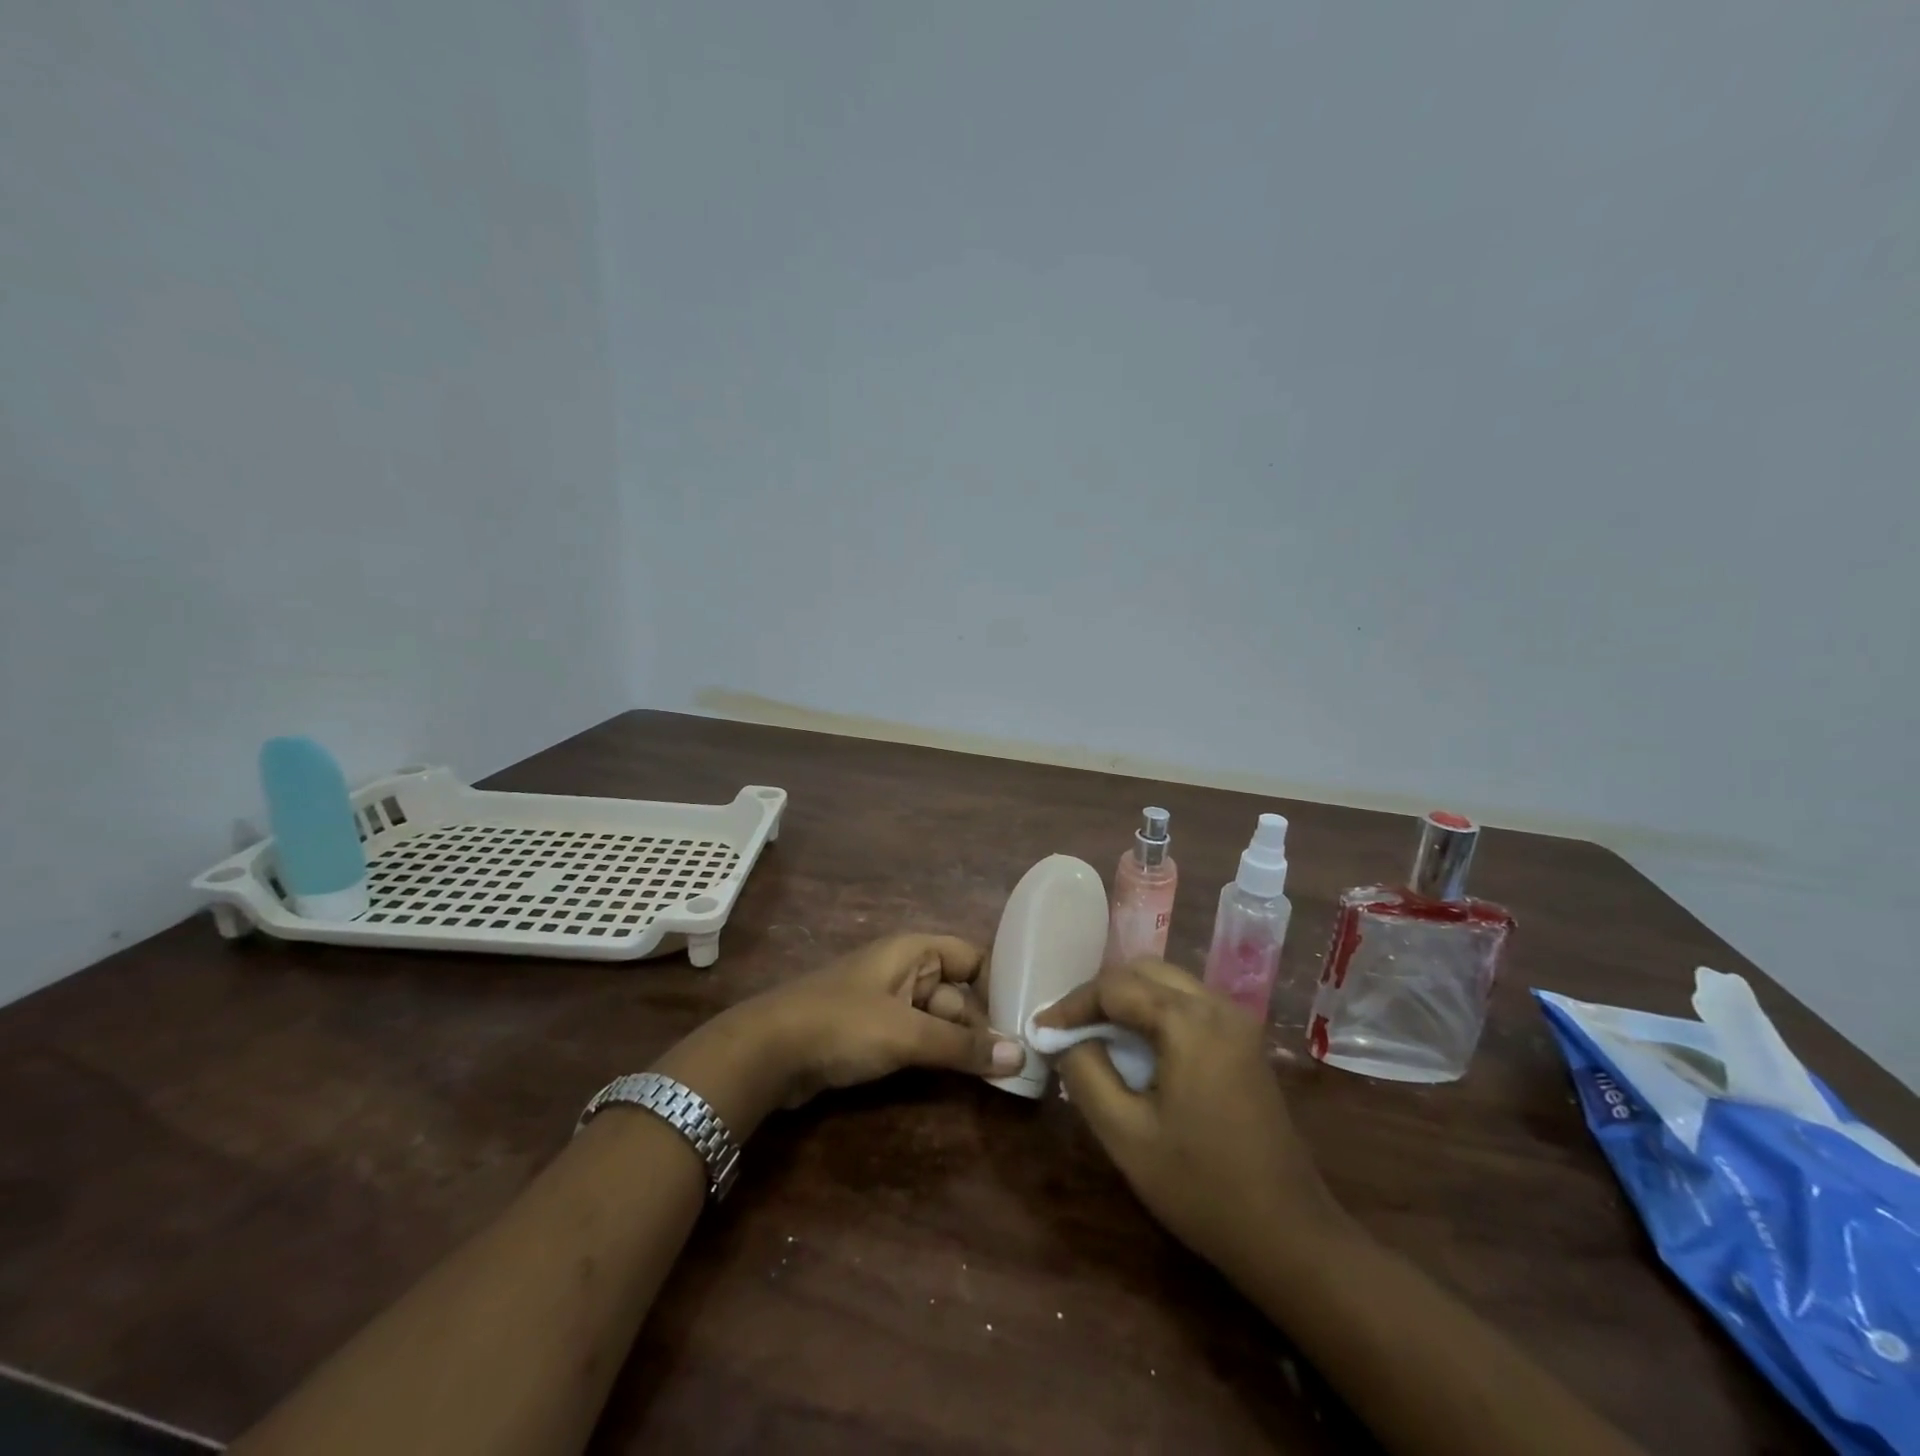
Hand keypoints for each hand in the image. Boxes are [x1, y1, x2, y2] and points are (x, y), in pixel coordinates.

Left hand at [720, 934, 1025, 1108]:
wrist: (767, 1052)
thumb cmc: (841, 1025)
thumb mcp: (906, 1033)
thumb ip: (961, 1046)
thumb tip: (1019, 1056)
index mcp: (914, 951)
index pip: (972, 957)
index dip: (999, 983)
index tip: (1028, 1019)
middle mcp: (905, 970)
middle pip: (958, 993)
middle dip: (983, 1025)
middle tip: (1020, 1064)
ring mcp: (888, 1003)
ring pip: (939, 1020)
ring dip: (962, 1046)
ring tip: (1001, 1076)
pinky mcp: (873, 1033)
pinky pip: (918, 1038)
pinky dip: (937, 1055)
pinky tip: (960, 1079)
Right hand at [1036, 958, 1347, 1280]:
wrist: (1289, 1236)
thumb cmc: (1201, 1188)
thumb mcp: (1125, 1135)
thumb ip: (1085, 1074)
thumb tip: (1065, 1040)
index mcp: (1190, 1022)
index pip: (1115, 986)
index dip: (1072, 1005)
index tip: (1041, 1031)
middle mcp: (1218, 1006)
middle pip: (1144, 972)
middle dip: (1100, 995)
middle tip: (1068, 1030)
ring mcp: (1238, 1023)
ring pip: (1168, 984)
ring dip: (1127, 1001)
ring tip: (1095, 1037)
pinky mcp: (1245, 1043)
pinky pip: (1188, 1006)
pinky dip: (1154, 1014)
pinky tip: (1136, 1050)